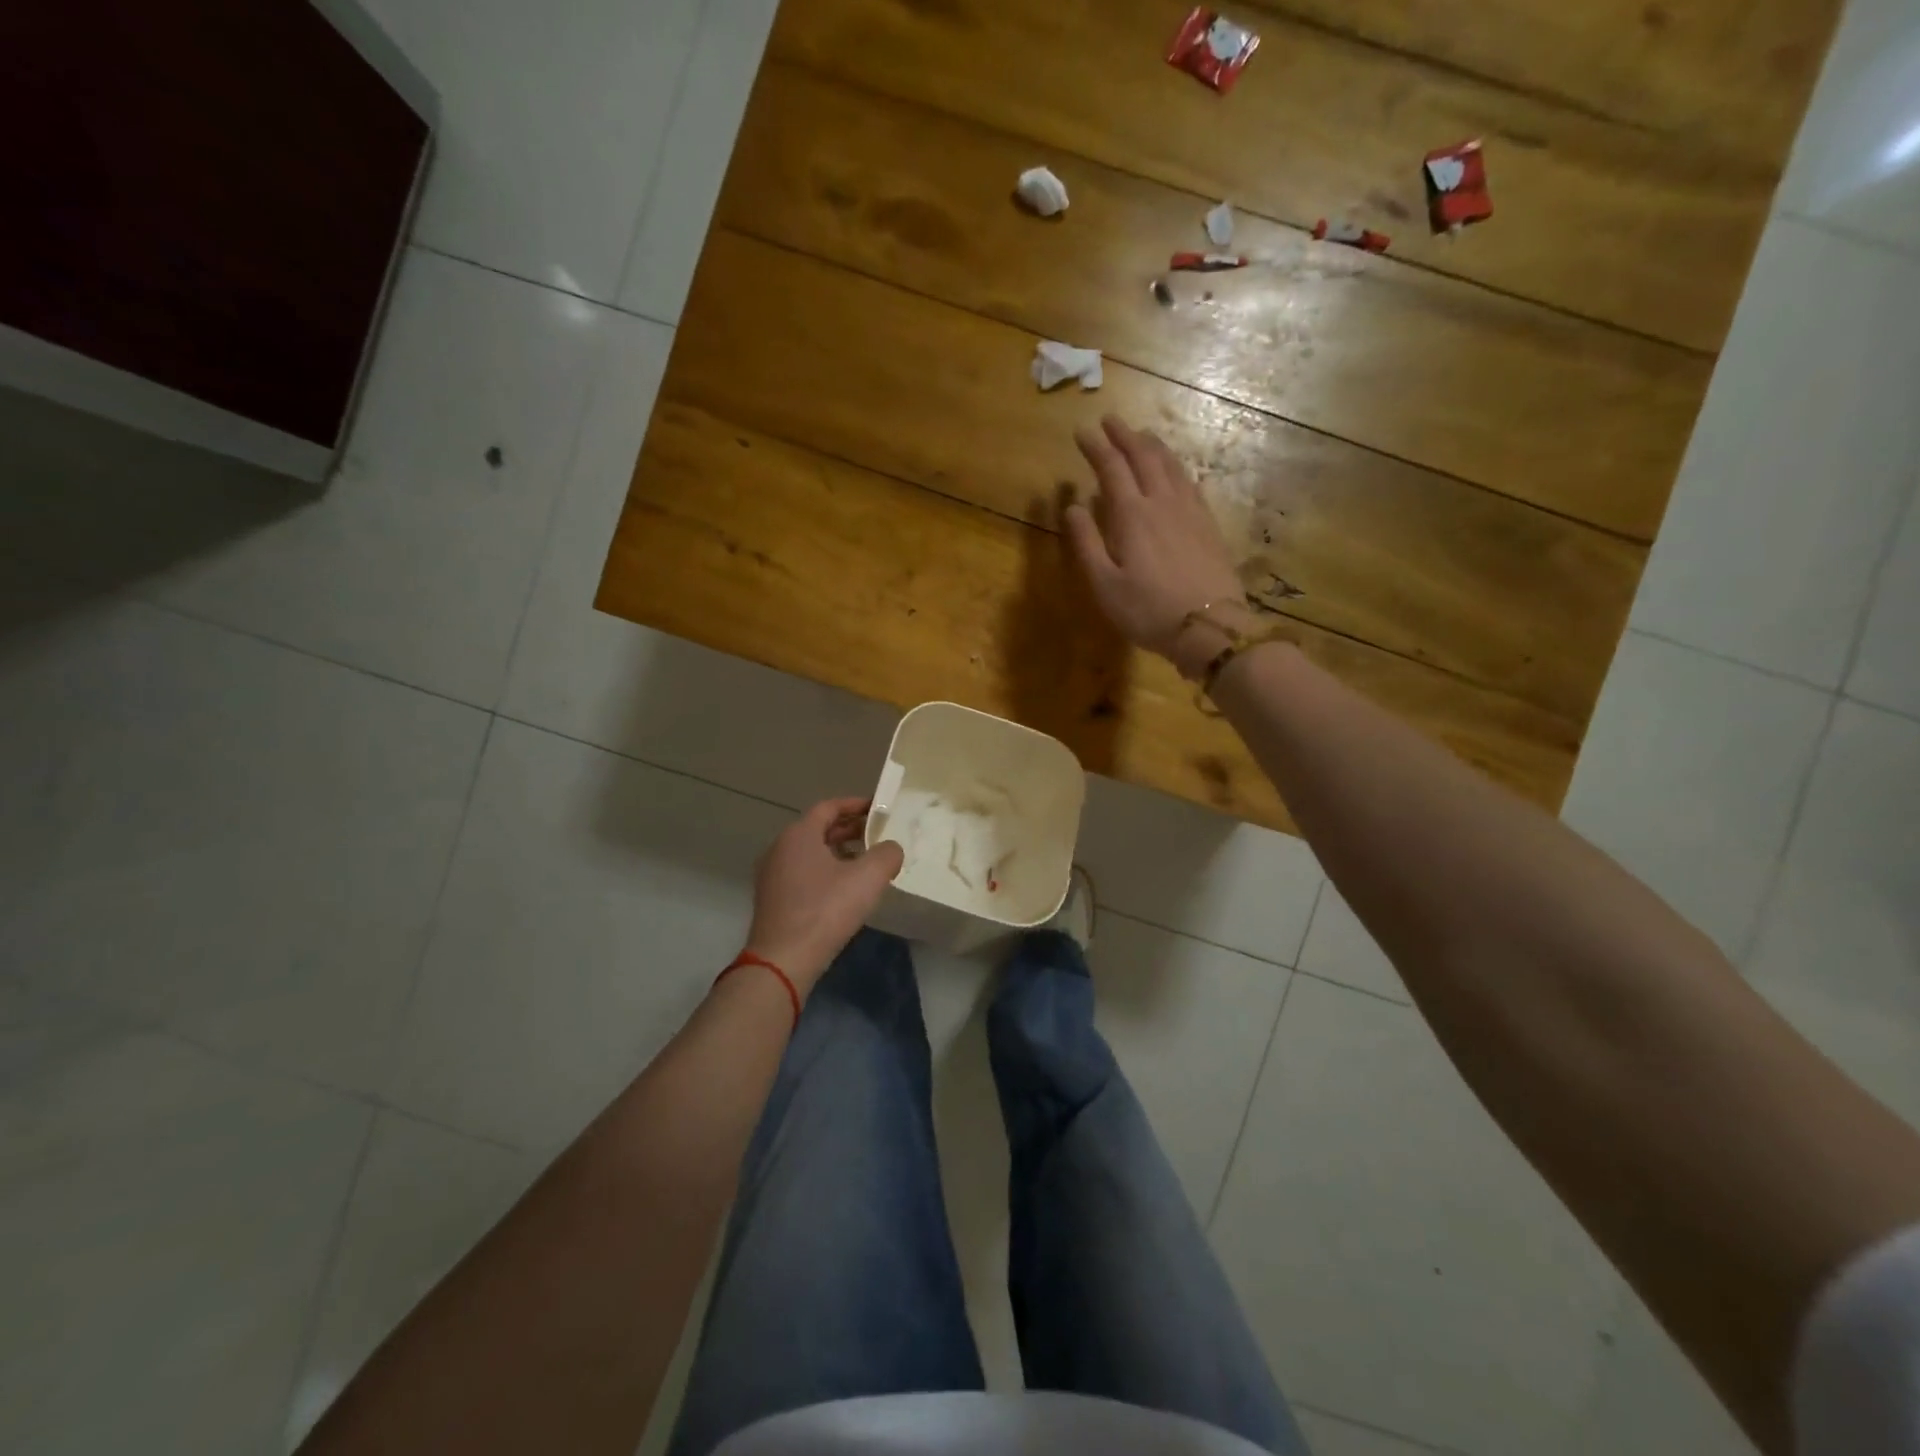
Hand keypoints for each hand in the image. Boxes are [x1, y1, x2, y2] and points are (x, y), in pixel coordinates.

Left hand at [743, 798, 903, 992]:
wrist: (783, 960)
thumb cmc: (825, 910)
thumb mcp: (868, 878)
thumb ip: (887, 855)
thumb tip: (891, 849)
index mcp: (799, 835)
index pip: (829, 807)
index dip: (855, 805)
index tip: (878, 809)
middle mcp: (780, 848)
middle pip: (818, 829)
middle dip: (850, 829)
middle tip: (877, 835)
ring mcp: (773, 875)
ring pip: (810, 853)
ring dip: (839, 852)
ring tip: (866, 862)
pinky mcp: (773, 899)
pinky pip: (803, 873)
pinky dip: (825, 872)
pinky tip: (845, 889)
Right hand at [1065, 416, 1252, 677]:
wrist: (1210, 627)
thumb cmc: (1147, 610)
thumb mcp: (1104, 584)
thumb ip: (1086, 543)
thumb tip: (1073, 506)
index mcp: (1132, 515)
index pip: (1111, 469)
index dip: (1096, 447)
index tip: (1082, 431)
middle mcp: (1162, 502)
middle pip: (1143, 458)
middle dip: (1125, 436)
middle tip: (1111, 420)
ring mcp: (1190, 511)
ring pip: (1170, 465)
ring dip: (1153, 446)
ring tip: (1142, 435)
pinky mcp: (1208, 525)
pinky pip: (1190, 483)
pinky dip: (1177, 467)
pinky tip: (1175, 470)